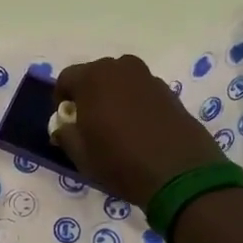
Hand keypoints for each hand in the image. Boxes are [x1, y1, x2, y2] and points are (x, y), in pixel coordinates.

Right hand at [53, 56, 225, 208]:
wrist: (180, 174)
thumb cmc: (121, 162)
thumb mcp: (82, 155)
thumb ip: (66, 135)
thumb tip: (63, 127)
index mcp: (93, 78)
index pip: (66, 78)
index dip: (62, 99)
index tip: (66, 120)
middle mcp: (121, 68)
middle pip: (95, 75)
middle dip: (88, 94)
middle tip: (90, 122)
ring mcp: (148, 78)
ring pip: (121, 81)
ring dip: (113, 96)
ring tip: (116, 125)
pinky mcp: (169, 92)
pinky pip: (142, 91)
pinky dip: (136, 103)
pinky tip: (140, 129)